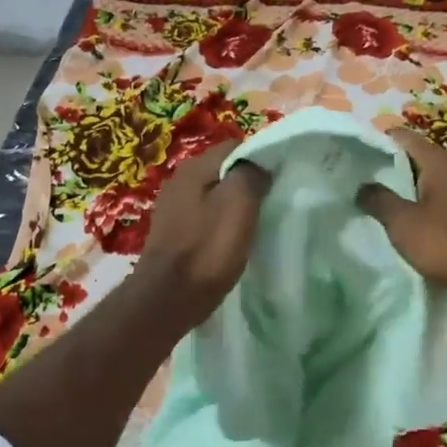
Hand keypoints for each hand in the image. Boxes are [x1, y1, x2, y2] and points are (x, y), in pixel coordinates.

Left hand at [133, 141, 269, 327]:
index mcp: (195, 166)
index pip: (237, 146)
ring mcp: (172, 206)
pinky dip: (219, 223)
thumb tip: (259, 165)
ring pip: (215, 194)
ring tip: (254, 224)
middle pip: (225, 170)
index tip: (279, 181)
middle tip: (271, 204)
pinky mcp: (172, 231)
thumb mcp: (239, 204)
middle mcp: (179, 179)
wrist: (167, 300)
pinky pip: (204, 216)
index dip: (261, 160)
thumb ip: (251, 174)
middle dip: (248, 183)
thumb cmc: (207, 250)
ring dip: (234, 205)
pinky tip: (230, 241)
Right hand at [356, 129, 446, 311]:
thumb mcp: (404, 224)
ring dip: (407, 187)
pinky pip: (443, 198)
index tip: (354, 152)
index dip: (379, 140)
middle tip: (360, 178)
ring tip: (379, 200)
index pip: (404, 137)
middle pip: (418, 157)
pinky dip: (424, 202)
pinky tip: (410, 220)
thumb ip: (380, 200)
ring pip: (431, 179)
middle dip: (390, 165)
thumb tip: (362, 185)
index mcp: (439, 162)